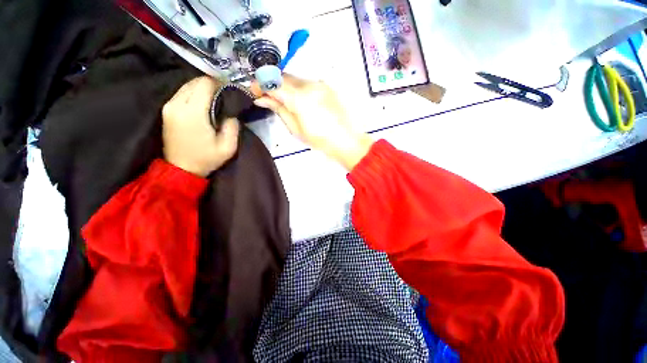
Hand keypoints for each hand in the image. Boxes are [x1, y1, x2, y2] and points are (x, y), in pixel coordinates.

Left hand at [162, 76, 238, 176]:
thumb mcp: (228, 147)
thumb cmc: (206, 159)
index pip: (205, 84)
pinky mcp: (167, 110)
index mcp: (193, 113)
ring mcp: (169, 106)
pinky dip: (194, 92)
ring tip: (216, 97)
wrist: (181, 169)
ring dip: (202, 87)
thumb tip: (231, 112)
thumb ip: (232, 126)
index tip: (230, 90)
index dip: (219, 83)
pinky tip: (203, 101)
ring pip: (187, 85)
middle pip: (194, 82)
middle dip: (211, 84)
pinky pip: (181, 93)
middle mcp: (177, 104)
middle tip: (225, 93)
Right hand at [251, 74, 373, 170]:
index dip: (260, 85)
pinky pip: (307, 83)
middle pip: (284, 77)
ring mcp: (320, 84)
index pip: (274, 83)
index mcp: (300, 98)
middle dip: (272, 84)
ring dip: (286, 86)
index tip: (253, 91)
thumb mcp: (295, 128)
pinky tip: (299, 101)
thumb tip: (262, 98)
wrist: (347, 140)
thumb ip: (279, 109)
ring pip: (296, 79)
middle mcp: (309, 85)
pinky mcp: (327, 87)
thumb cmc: (320, 140)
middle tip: (266, 96)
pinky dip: (298, 89)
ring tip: (283, 101)